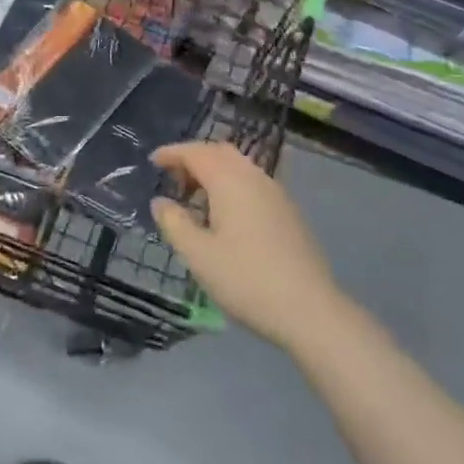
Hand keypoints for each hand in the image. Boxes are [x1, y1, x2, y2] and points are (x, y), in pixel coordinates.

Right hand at [150, 142, 341, 353]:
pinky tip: (225, 217)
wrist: (310, 311)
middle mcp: (254, 177)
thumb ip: (174, 223)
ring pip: (239, 167)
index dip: (172, 153)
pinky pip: (252, 183)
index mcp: (230, 180)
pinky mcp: (288, 212)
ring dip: (214, 173)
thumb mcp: (198, 255)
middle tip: (173, 181)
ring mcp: (276, 193)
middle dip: (194, 159)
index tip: (152, 162)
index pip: (195, 152)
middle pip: (219, 152)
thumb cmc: (246, 280)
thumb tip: (160, 201)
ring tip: (196, 200)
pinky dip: (232, 186)